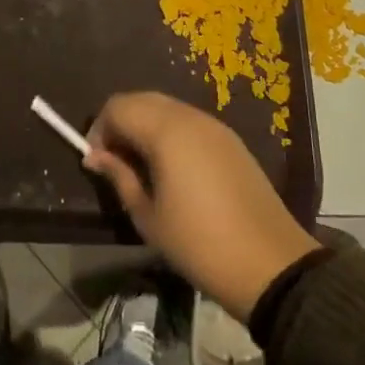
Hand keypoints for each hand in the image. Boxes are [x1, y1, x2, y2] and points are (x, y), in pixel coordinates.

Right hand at [84, 92, 320, 322]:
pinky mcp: (230, 140)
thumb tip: (95, 156)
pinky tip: (170, 166)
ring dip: (145, 125)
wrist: (270, 264)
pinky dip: (169, 132)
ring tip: (140, 165)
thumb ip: (119, 176)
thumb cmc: (198, 243)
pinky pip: (189, 121)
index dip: (99, 129)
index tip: (96, 161)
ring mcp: (214, 125)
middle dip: (120, 122)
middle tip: (114, 161)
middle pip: (141, 99)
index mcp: (166, 131)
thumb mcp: (148, 216)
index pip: (118, 107)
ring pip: (166, 107)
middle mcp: (189, 117)